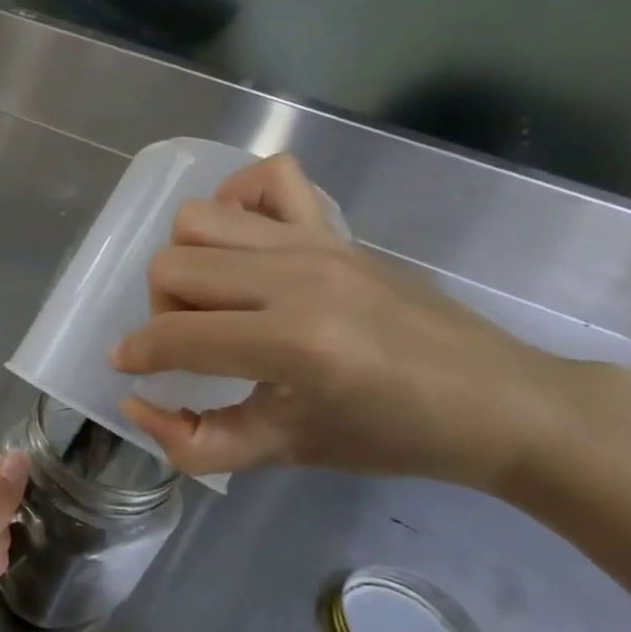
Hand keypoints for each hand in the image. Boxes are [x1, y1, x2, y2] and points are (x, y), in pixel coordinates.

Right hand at [110, 154, 577, 490]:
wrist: (500, 402)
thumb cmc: (392, 437)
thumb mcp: (286, 452)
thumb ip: (196, 443)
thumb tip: (134, 404)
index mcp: (294, 344)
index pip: (176, 335)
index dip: (137, 354)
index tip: (130, 367)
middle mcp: (298, 279)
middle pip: (171, 265)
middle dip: (160, 310)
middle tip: (190, 342)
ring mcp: (316, 243)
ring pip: (198, 220)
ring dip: (185, 259)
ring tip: (212, 297)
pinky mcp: (334, 227)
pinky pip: (267, 178)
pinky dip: (237, 199)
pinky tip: (242, 243)